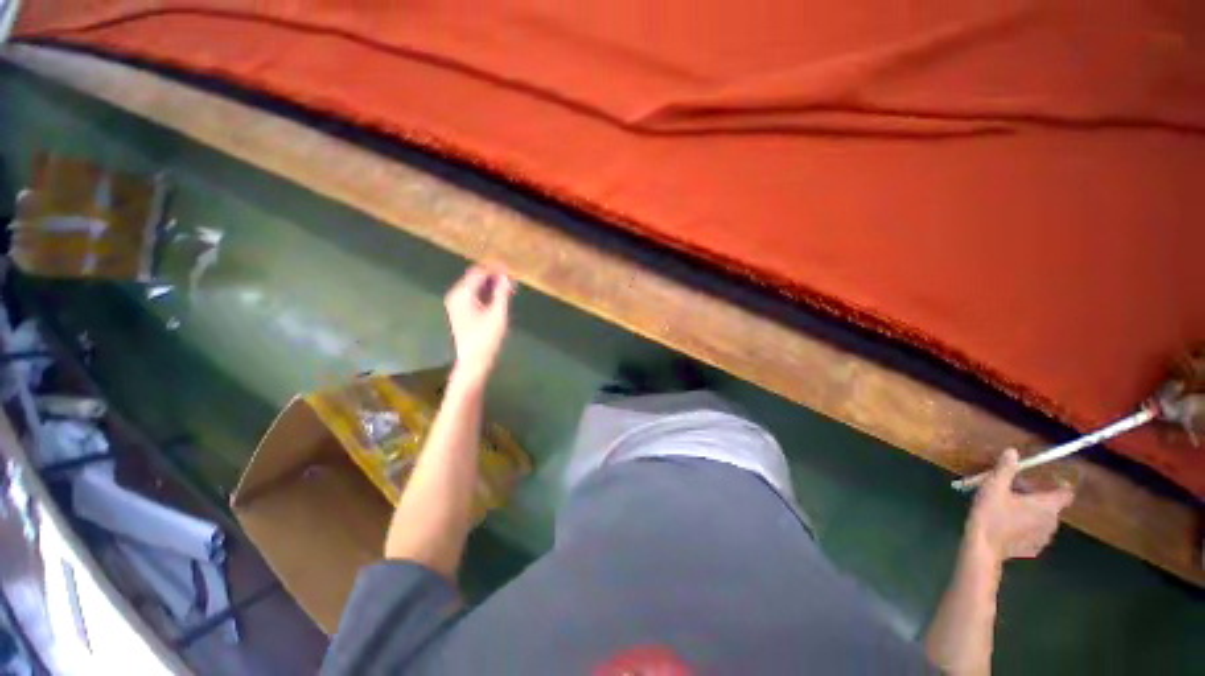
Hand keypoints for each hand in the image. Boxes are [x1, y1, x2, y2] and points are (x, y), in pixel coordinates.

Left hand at [444, 266, 514, 387]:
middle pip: (476, 278)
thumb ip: (502, 293)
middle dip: (494, 277)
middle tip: (512, 280)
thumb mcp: (498, 315)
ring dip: (492, 285)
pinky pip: (474, 295)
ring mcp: (456, 304)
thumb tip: (506, 277)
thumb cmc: (486, 339)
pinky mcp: (460, 311)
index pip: (479, 273)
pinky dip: (487, 293)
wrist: (474, 361)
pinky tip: (500, 297)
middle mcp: (456, 295)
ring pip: (476, 286)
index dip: (495, 269)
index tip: (511, 269)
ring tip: (509, 288)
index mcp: (463, 294)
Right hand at [963, 449, 1074, 567]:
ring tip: (1010, 509)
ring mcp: (1044, 538)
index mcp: (1047, 506)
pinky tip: (1009, 526)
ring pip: (1043, 521)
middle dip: (1038, 498)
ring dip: (1032, 513)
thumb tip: (1013, 451)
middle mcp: (1052, 522)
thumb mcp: (994, 487)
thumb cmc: (991, 514)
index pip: (1066, 493)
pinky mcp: (1033, 549)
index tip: (1048, 479)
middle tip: (1016, 492)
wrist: (983, 547)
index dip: (1060, 485)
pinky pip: (1035, 534)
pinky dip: (1026, 527)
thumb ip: (1006, 469)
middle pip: (1052, 506)